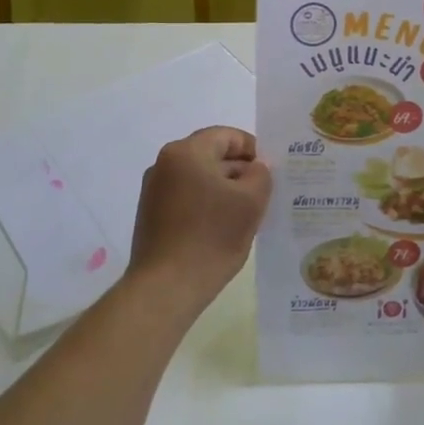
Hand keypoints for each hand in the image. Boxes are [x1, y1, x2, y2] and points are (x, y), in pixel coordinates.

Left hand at [126, 126, 271, 317]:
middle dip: (240, 171)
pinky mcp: (151, 214)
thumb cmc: (211, 237)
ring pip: (199, 178)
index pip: (227, 136)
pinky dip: (207, 204)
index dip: (253, 149)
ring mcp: (154, 190)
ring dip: (224, 189)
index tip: (272, 171)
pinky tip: (223, 228)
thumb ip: (261, 174)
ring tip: (247, 213)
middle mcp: (164, 163)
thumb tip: (257, 166)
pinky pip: (187, 197)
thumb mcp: (250, 202)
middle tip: (265, 193)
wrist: (165, 288)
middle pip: (211, 155)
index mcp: (186, 151)